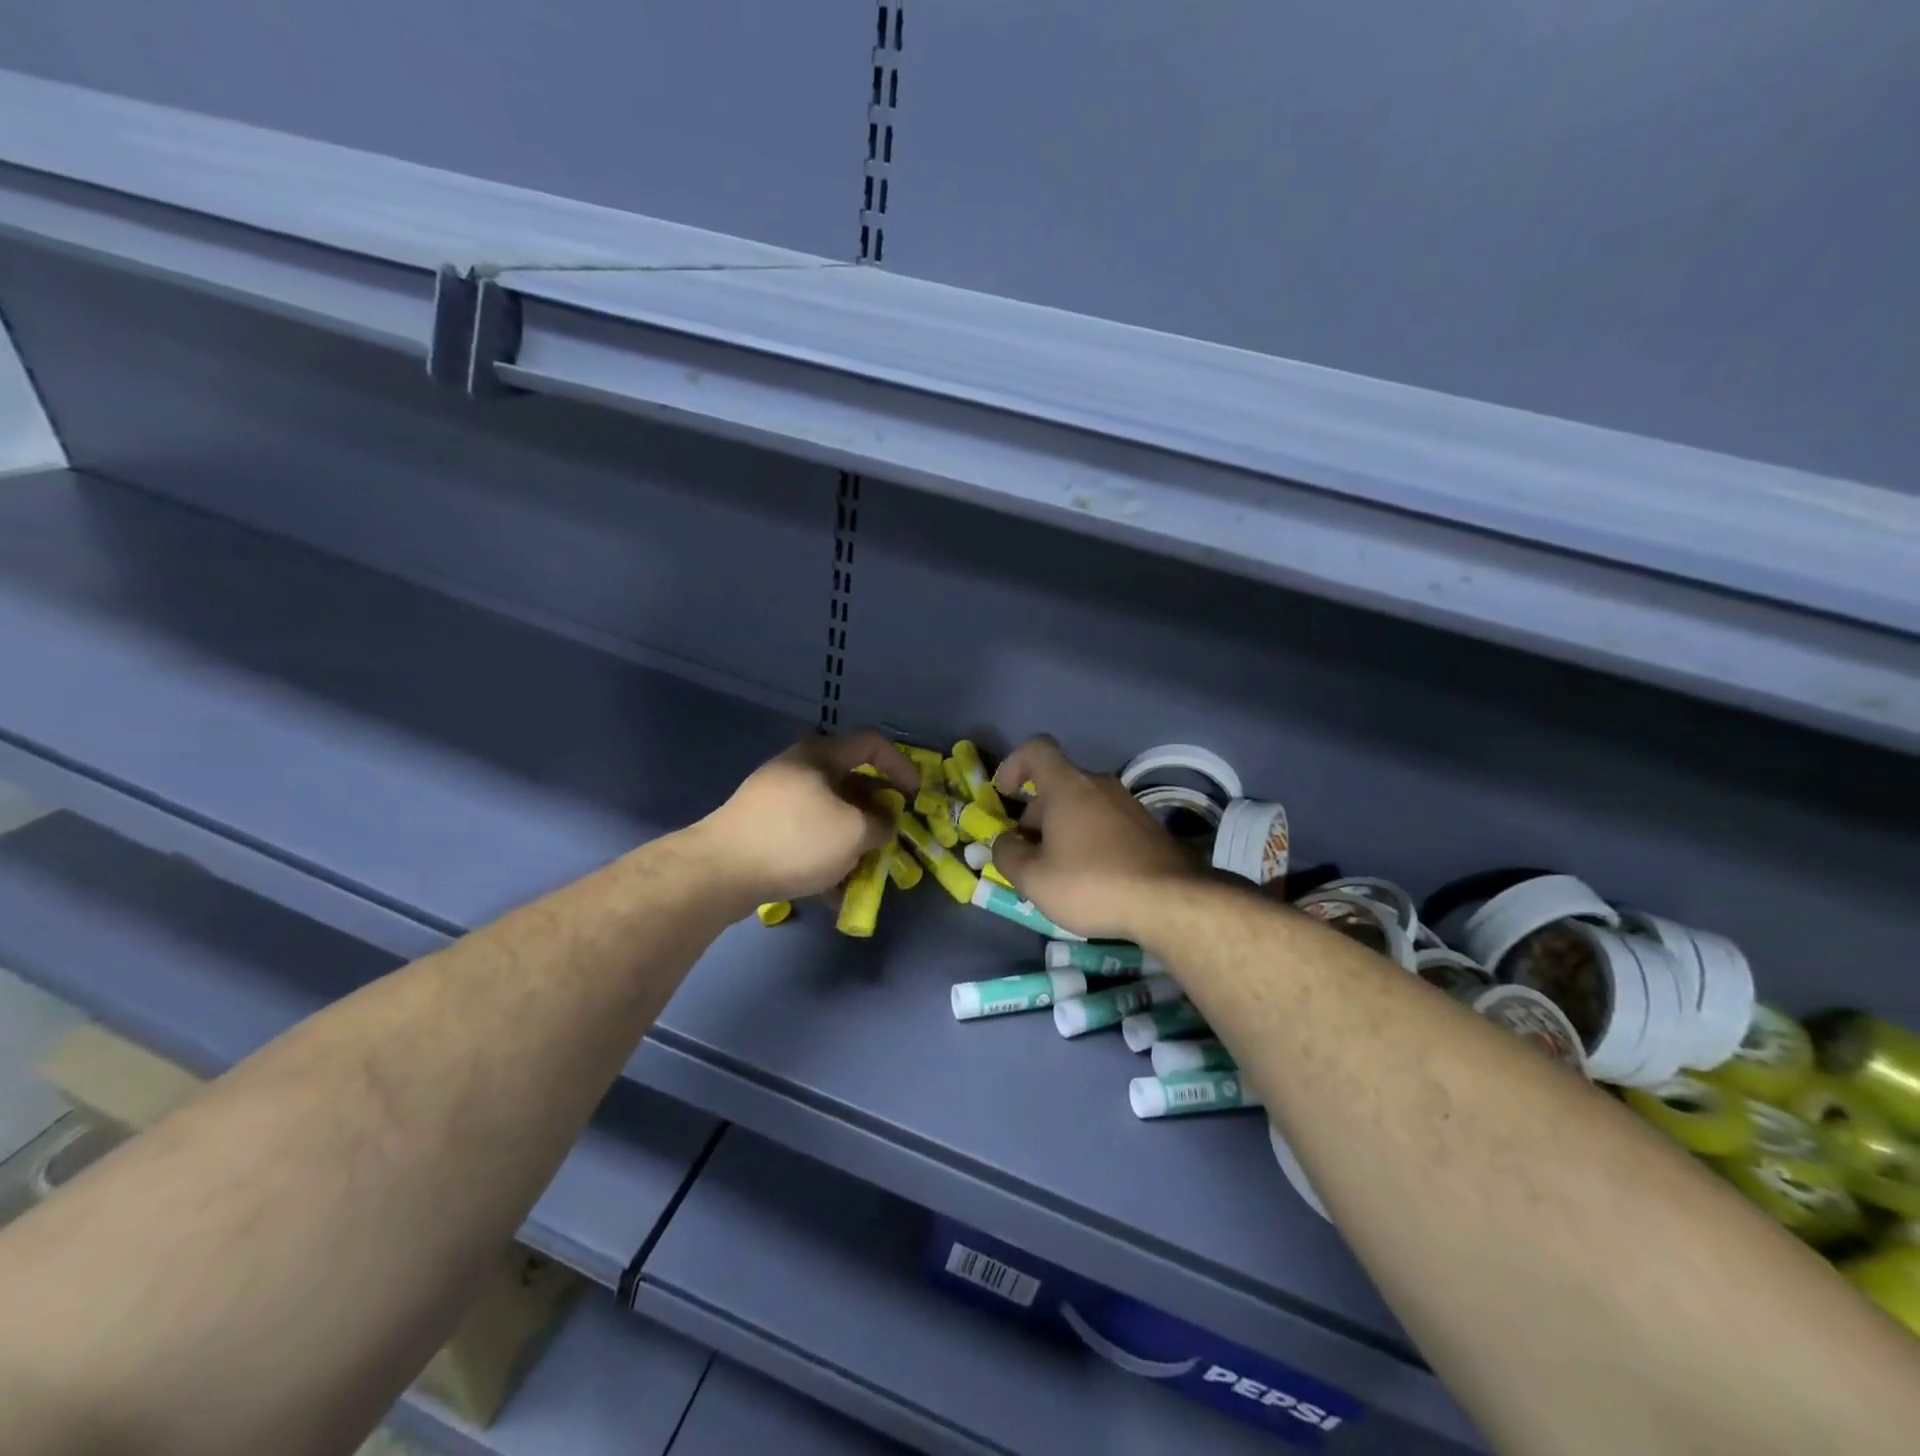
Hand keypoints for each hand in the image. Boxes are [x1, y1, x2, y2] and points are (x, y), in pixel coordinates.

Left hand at [694, 730, 917, 908]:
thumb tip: (883, 825)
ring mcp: (776, 800)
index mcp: (821, 755)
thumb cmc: (797, 839)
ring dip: (852, 842)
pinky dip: (825, 858)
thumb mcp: (854, 832)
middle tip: (889, 840)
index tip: (915, 798)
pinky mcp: (762, 830)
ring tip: (863, 874)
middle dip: (876, 815)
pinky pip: (806, 838)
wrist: (720, 871)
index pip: (872, 745)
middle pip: (851, 784)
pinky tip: (832, 892)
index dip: (901, 766)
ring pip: (829, 816)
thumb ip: (881, 825)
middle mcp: (798, 770)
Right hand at [990, 736, 1204, 940]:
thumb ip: (1007, 855)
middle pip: (1057, 784)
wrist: (1172, 901)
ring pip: (1082, 806)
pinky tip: (1091, 878)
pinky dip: (1089, 841)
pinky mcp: (1148, 827)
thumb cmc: (1092, 883)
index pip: (1036, 749)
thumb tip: (1004, 842)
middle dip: (1035, 815)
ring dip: (1062, 831)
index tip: (1005, 795)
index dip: (1014, 764)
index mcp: (1067, 785)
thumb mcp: (1034, 878)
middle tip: (1028, 856)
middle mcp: (1099, 784)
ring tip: (1058, 873)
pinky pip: (1105, 823)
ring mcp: (1127, 804)